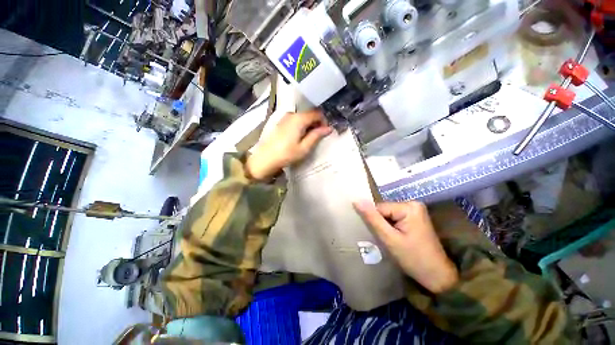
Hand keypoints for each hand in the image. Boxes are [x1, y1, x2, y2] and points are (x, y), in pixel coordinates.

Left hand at [246, 110, 331, 180]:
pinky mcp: (280, 122)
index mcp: (299, 119)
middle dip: (316, 123)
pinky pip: (295, 120)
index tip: (325, 132)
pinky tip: (299, 137)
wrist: (265, 158)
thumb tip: (329, 128)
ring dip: (309, 125)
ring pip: (302, 117)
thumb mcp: (304, 147)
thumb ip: (316, 135)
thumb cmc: (286, 154)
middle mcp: (292, 114)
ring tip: (309, 139)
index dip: (324, 121)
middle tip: (318, 137)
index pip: (317, 113)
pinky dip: (301, 126)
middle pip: (309, 114)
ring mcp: (285, 117)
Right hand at [353, 201, 458, 293]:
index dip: (376, 222)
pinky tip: (397, 238)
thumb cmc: (414, 259)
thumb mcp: (389, 239)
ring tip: (393, 240)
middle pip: (384, 210)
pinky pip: (394, 217)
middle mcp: (413, 204)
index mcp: (408, 207)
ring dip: (386, 226)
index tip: (382, 236)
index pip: (379, 208)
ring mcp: (415, 210)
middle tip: (388, 239)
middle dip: (381, 224)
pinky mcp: (414, 217)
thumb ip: (372, 218)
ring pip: (387, 214)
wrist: (437, 275)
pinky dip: (392, 227)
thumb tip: (356, 200)